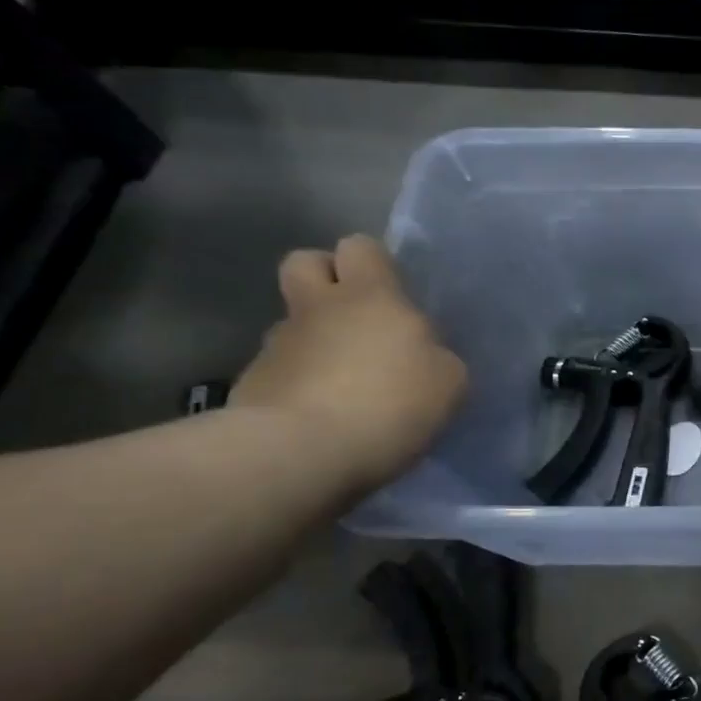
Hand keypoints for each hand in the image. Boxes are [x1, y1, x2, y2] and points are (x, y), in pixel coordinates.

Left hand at [232, 236, 466, 496]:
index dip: (374, 263)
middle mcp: (317, 308)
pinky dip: (300, 384)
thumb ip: (435, 355)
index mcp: (371, 296)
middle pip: (304, 262)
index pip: (361, 246)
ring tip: (345, 384)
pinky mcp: (252, 384)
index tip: (393, 292)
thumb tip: (420, 355)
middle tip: (357, 316)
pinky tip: (323, 417)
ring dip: (316, 340)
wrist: (302, 453)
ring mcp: (277, 345)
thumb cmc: (390, 403)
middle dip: (326, 279)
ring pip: (294, 323)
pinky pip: (281, 370)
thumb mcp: (448, 380)